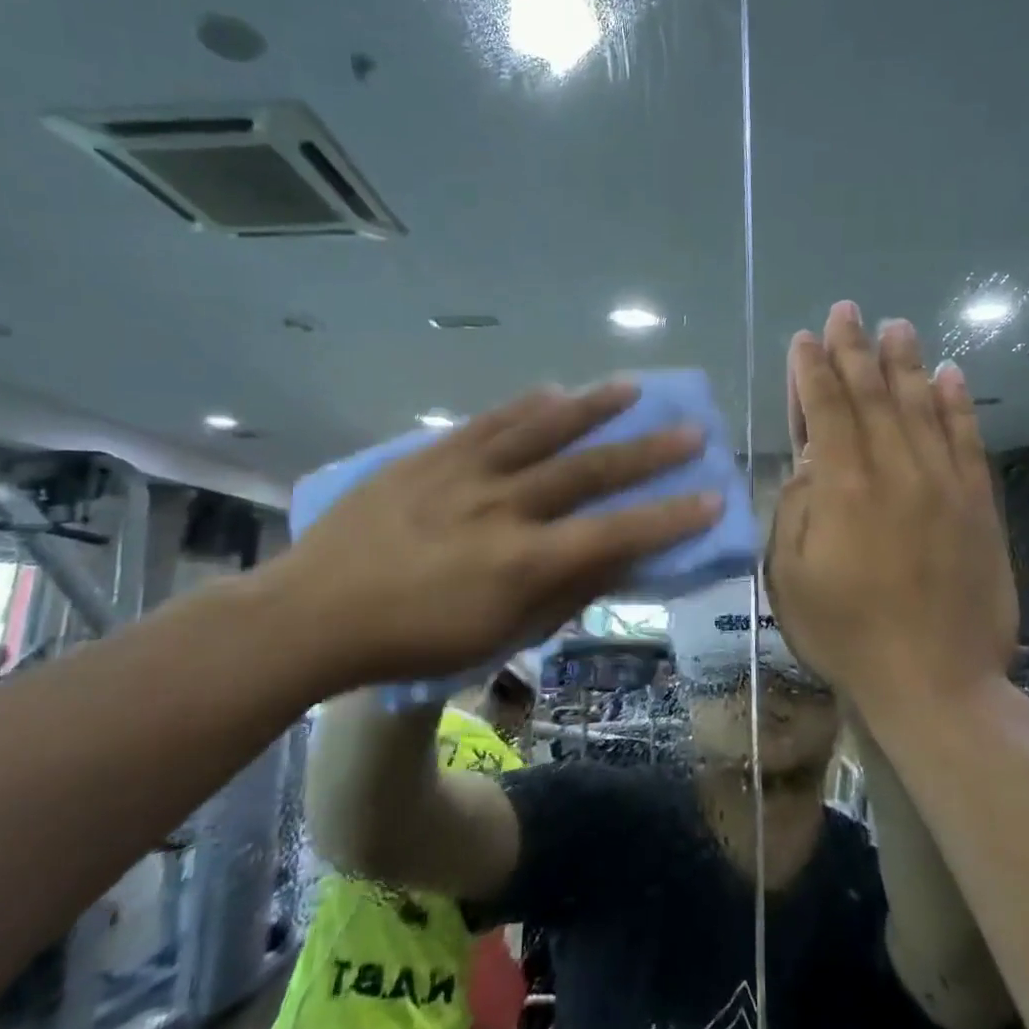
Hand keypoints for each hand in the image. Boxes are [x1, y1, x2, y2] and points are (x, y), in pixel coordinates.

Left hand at [260, 381, 721, 689]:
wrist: (316, 612)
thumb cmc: (414, 640)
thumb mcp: (497, 635)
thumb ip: (563, 595)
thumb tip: (616, 561)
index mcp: (522, 563)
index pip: (615, 533)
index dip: (668, 517)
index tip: (711, 496)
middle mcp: (503, 507)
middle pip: (588, 472)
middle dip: (647, 452)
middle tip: (690, 431)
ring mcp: (465, 473)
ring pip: (541, 430)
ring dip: (593, 408)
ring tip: (633, 387)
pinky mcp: (432, 456)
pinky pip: (489, 421)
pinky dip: (526, 405)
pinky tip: (553, 390)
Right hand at [765, 302, 1016, 705]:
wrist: (935, 682)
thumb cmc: (846, 633)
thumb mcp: (789, 577)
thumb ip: (796, 509)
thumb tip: (809, 462)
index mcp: (842, 489)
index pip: (826, 410)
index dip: (813, 371)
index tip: (806, 338)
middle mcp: (895, 472)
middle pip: (872, 396)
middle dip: (854, 350)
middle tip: (847, 312)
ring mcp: (943, 485)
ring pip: (921, 408)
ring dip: (906, 363)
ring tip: (897, 326)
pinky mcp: (979, 506)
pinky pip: (969, 442)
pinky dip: (958, 405)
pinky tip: (951, 375)